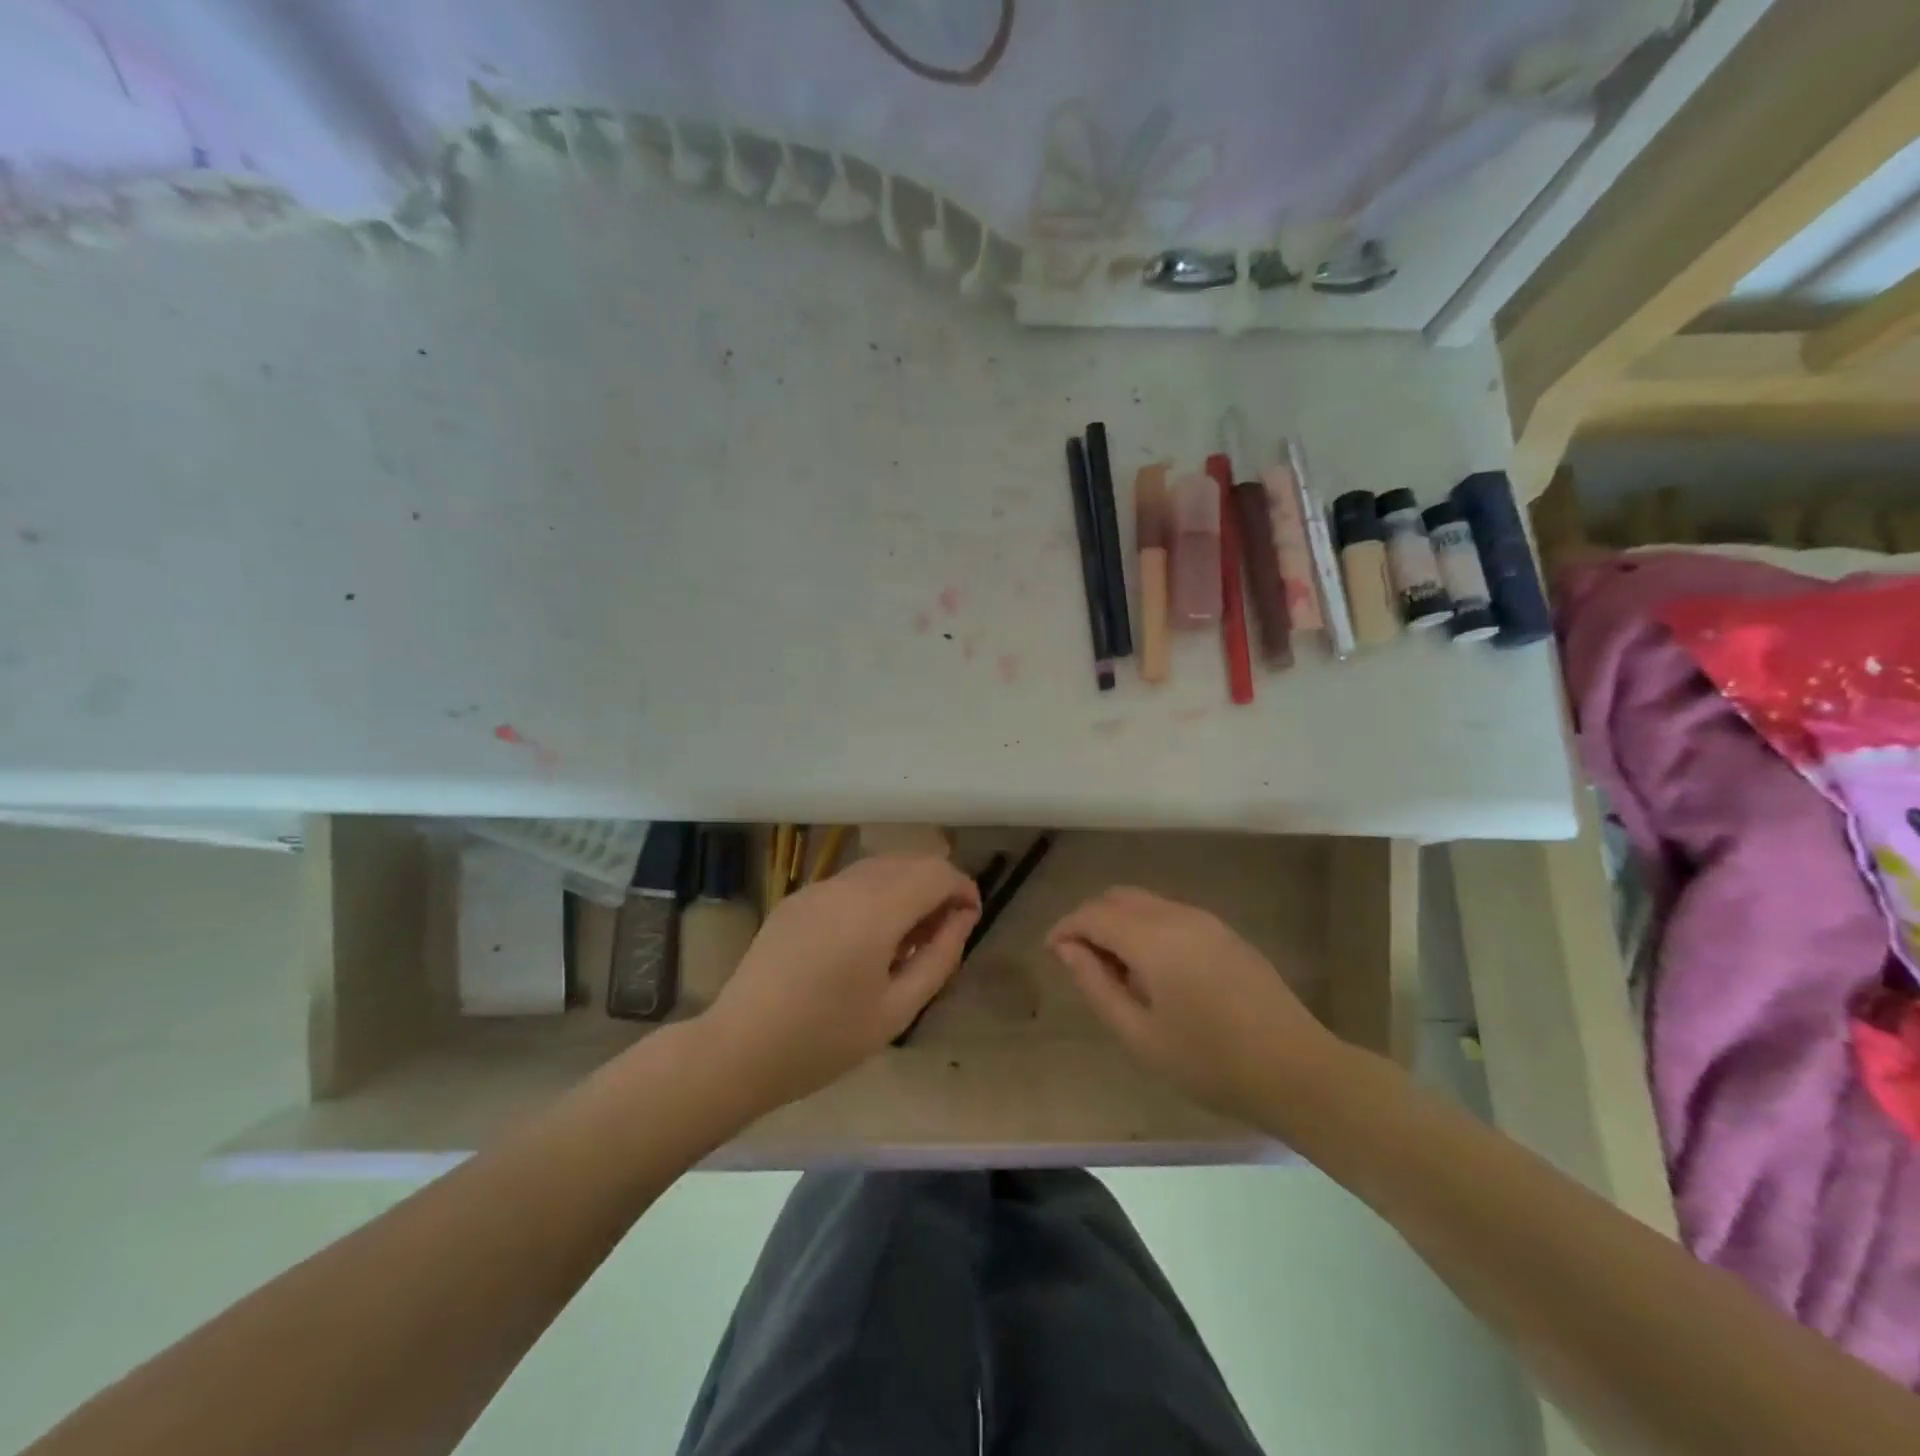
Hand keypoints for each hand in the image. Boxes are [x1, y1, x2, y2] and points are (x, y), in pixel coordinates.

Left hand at [701, 855, 981, 1111]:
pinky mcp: (796, 898)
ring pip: (878, 867)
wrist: (738, 1049)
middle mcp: (846, 884)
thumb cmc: (824, 1040)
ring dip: (904, 888)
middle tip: (939, 935)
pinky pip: (849, 882)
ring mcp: (816, 887)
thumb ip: (939, 957)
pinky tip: (864, 939)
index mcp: (874, 910)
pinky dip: (873, 894)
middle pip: (909, 861)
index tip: (969, 919)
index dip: (962, 888)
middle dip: (936, 886)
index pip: (936, 872)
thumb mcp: (896, 1010)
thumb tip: (962, 918)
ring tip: (903, 940)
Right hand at [1047, 887, 1342, 1124]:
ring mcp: (1206, 920)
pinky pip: (1170, 913)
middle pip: (1117, 897)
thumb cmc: (1210, 1062)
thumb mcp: (1140, 1035)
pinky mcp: (1225, 932)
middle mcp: (1177, 916)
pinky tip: (1154, 971)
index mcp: (1153, 939)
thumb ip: (1097, 985)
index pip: (1093, 914)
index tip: (1051, 954)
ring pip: (1145, 902)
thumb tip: (1068, 950)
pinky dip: (1146, 927)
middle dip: (1090, 920)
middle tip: (1082, 963)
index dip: (1065, 928)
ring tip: (1117, 972)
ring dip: (1119, 923)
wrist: (1297, 1070)